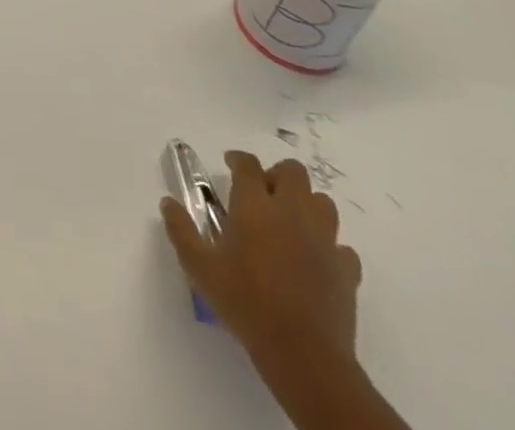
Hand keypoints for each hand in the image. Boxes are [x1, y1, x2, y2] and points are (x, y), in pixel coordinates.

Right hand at [160, 152, 362, 371]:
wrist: (304, 355)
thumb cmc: (246, 303)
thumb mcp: (200, 268)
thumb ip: (181, 231)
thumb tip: (167, 203)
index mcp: (255, 206)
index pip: (248, 164)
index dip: (238, 158)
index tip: (230, 164)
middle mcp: (291, 212)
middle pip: (293, 172)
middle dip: (277, 175)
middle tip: (263, 194)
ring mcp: (324, 240)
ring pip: (323, 202)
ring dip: (306, 204)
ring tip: (291, 222)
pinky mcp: (346, 270)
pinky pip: (342, 246)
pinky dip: (329, 246)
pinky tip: (316, 260)